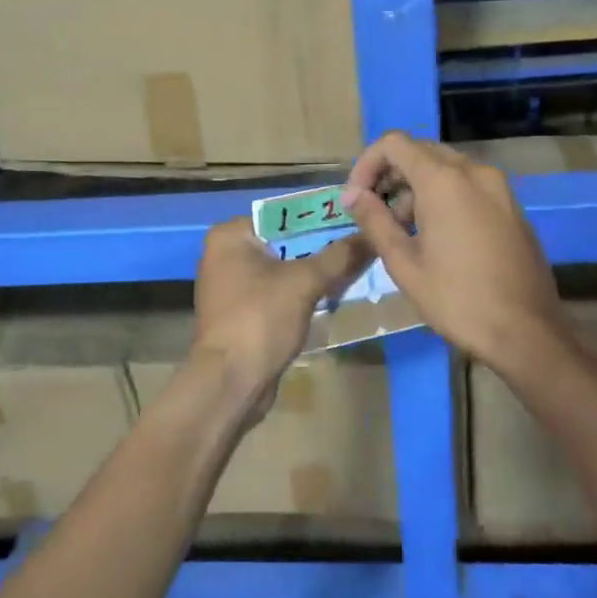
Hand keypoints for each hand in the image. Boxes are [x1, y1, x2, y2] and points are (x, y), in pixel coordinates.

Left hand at [189, 215, 371, 416]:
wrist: (230, 382)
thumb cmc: (260, 318)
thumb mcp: (305, 282)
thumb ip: (339, 256)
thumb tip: (372, 235)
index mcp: (230, 236)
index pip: (283, 215)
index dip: (321, 218)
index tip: (355, 222)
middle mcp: (225, 254)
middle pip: (285, 242)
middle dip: (321, 247)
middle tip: (360, 247)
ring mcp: (231, 286)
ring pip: (284, 269)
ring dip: (315, 272)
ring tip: (354, 270)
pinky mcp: (242, 313)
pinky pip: (278, 292)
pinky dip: (302, 294)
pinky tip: (333, 296)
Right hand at [341, 132, 563, 372]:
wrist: (527, 331)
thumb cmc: (457, 299)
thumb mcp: (404, 263)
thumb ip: (375, 221)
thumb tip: (353, 195)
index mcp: (444, 180)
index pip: (394, 144)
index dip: (367, 164)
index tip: (356, 198)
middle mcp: (474, 172)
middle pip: (421, 152)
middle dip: (391, 175)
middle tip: (375, 213)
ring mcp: (499, 188)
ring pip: (447, 168)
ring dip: (417, 188)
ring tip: (403, 231)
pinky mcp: (512, 207)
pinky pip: (469, 185)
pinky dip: (445, 196)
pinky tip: (437, 237)